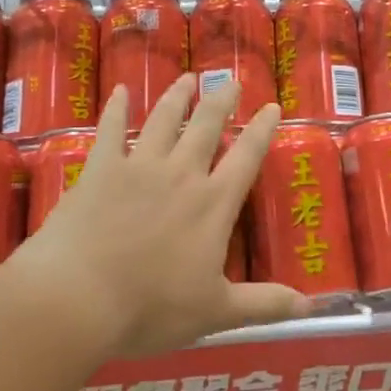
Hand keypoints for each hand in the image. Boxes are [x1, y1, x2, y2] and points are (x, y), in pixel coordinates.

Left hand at [12, 76, 308, 359]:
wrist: (78, 298)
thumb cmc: (150, 308)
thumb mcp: (215, 312)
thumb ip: (264, 305)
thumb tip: (311, 308)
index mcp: (212, 204)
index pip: (246, 157)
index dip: (261, 130)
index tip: (272, 106)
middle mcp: (181, 175)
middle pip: (206, 127)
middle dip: (221, 101)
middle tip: (231, 80)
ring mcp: (139, 167)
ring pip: (164, 120)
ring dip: (177, 97)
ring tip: (188, 78)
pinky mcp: (100, 169)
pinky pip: (110, 130)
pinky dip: (116, 109)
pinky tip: (119, 91)